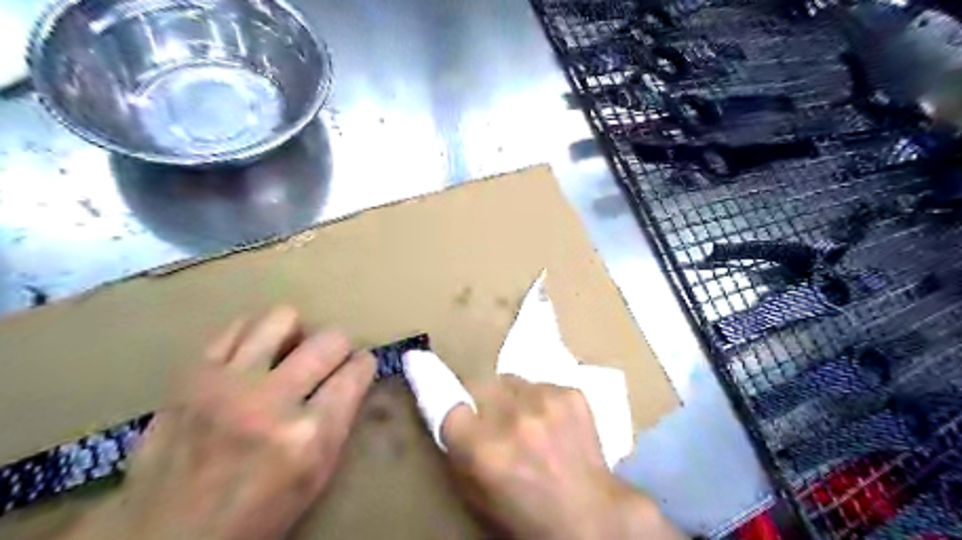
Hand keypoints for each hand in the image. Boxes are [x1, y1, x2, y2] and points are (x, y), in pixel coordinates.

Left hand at [61, 306, 374, 539]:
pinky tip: (253, 355)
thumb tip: (351, 376)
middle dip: (338, 348)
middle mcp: (272, 401)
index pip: (357, 371)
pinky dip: (253, 335)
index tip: (357, 368)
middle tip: (326, 363)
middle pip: (330, 339)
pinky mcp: (193, 375)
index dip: (363, 366)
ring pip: (283, 317)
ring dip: (295, 334)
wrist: (166, 535)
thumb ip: (339, 419)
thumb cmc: (257, 512)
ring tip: (288, 354)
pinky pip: (237, 326)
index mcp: (310, 435)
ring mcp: (227, 383)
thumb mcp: (317, 476)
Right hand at [402, 351, 683, 539]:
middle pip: (480, 383)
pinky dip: (541, 398)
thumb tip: (450, 415)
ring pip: (512, 379)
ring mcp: (545, 401)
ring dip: (513, 396)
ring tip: (527, 418)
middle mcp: (511, 418)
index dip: (440, 390)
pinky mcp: (570, 393)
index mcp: (483, 450)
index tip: (431, 373)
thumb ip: (459, 453)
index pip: (447, 403)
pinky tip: (552, 420)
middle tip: (493, 415)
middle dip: (481, 396)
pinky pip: (542, 384)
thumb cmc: (529, 515)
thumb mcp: (479, 495)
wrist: (592, 515)